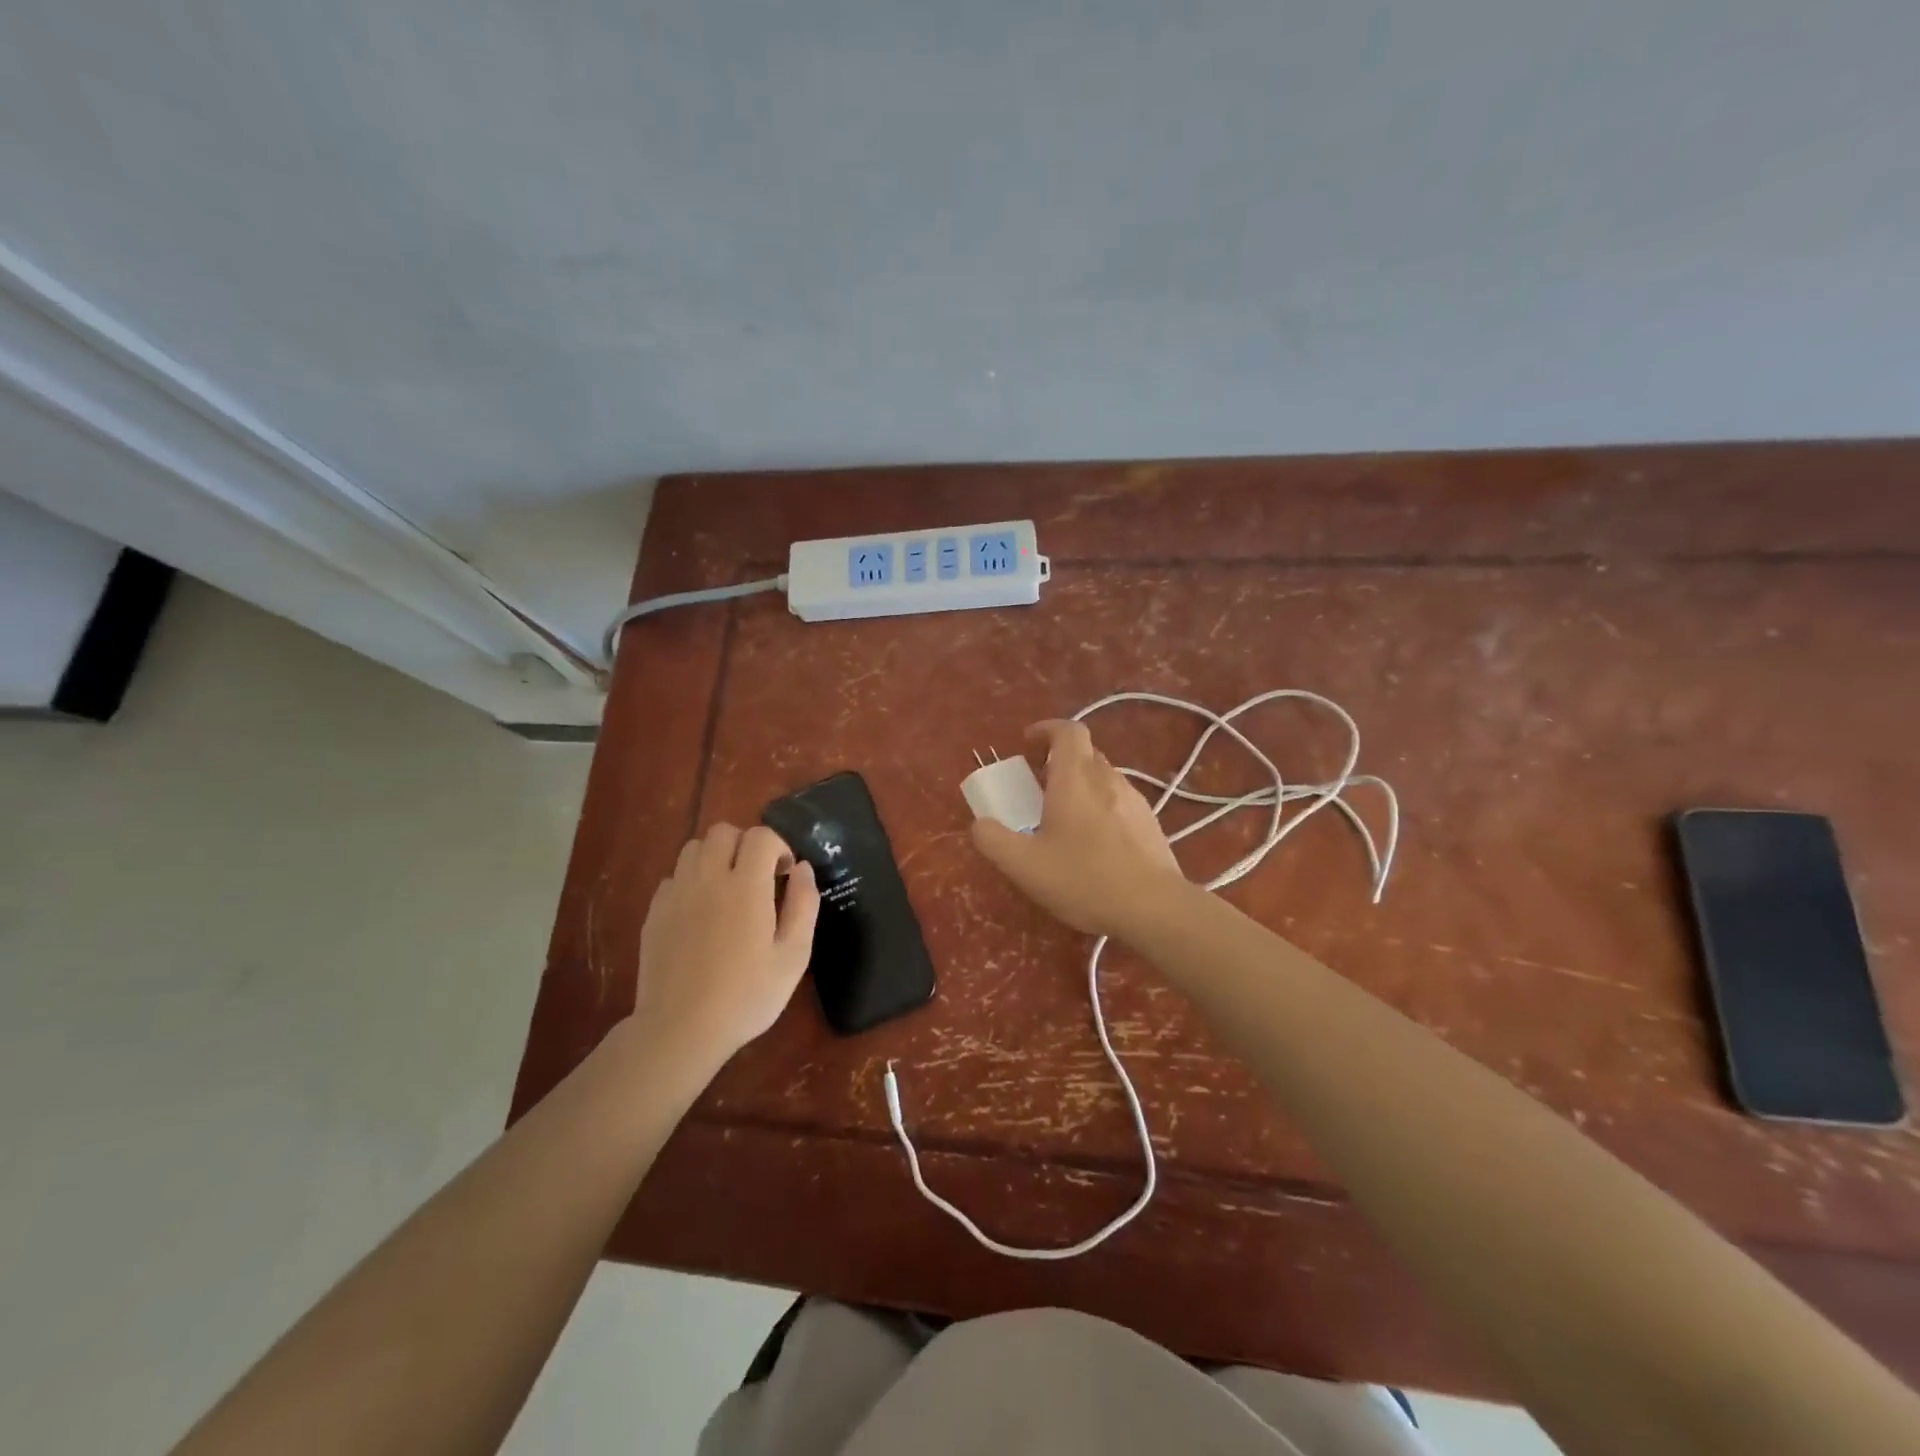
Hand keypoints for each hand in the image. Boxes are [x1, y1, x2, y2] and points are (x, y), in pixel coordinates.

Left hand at [630, 824, 819, 1067]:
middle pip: (723, 832)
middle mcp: (708, 879)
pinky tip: (700, 912)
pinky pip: (673, 877)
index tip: (784, 874)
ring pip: (693, 848)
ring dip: (715, 857)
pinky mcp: (654, 912)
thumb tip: (803, 869)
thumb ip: (804, 905)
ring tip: (727, 889)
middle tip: (757, 877)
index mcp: (746, 886)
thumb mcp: (793, 956)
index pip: (760, 836)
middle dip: (745, 845)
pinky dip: (691, 881)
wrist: (681, 1030)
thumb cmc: (747, 996)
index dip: (778, 846)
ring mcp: (676, 894)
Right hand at [970, 720, 1187, 938]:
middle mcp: (1108, 779)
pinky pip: (1120, 801)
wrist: (1154, 908)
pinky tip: (1095, 844)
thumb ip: (993, 840)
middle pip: (1084, 753)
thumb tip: (980, 824)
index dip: (1046, 729)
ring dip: (1081, 786)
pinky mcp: (1151, 823)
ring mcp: (1135, 800)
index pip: (1067, 731)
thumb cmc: (1084, 879)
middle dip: (1059, 762)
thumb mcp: (1024, 866)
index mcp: (1076, 778)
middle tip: (1039, 788)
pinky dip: (1101, 807)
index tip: (1027, 745)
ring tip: (1065, 820)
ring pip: (1103, 778)